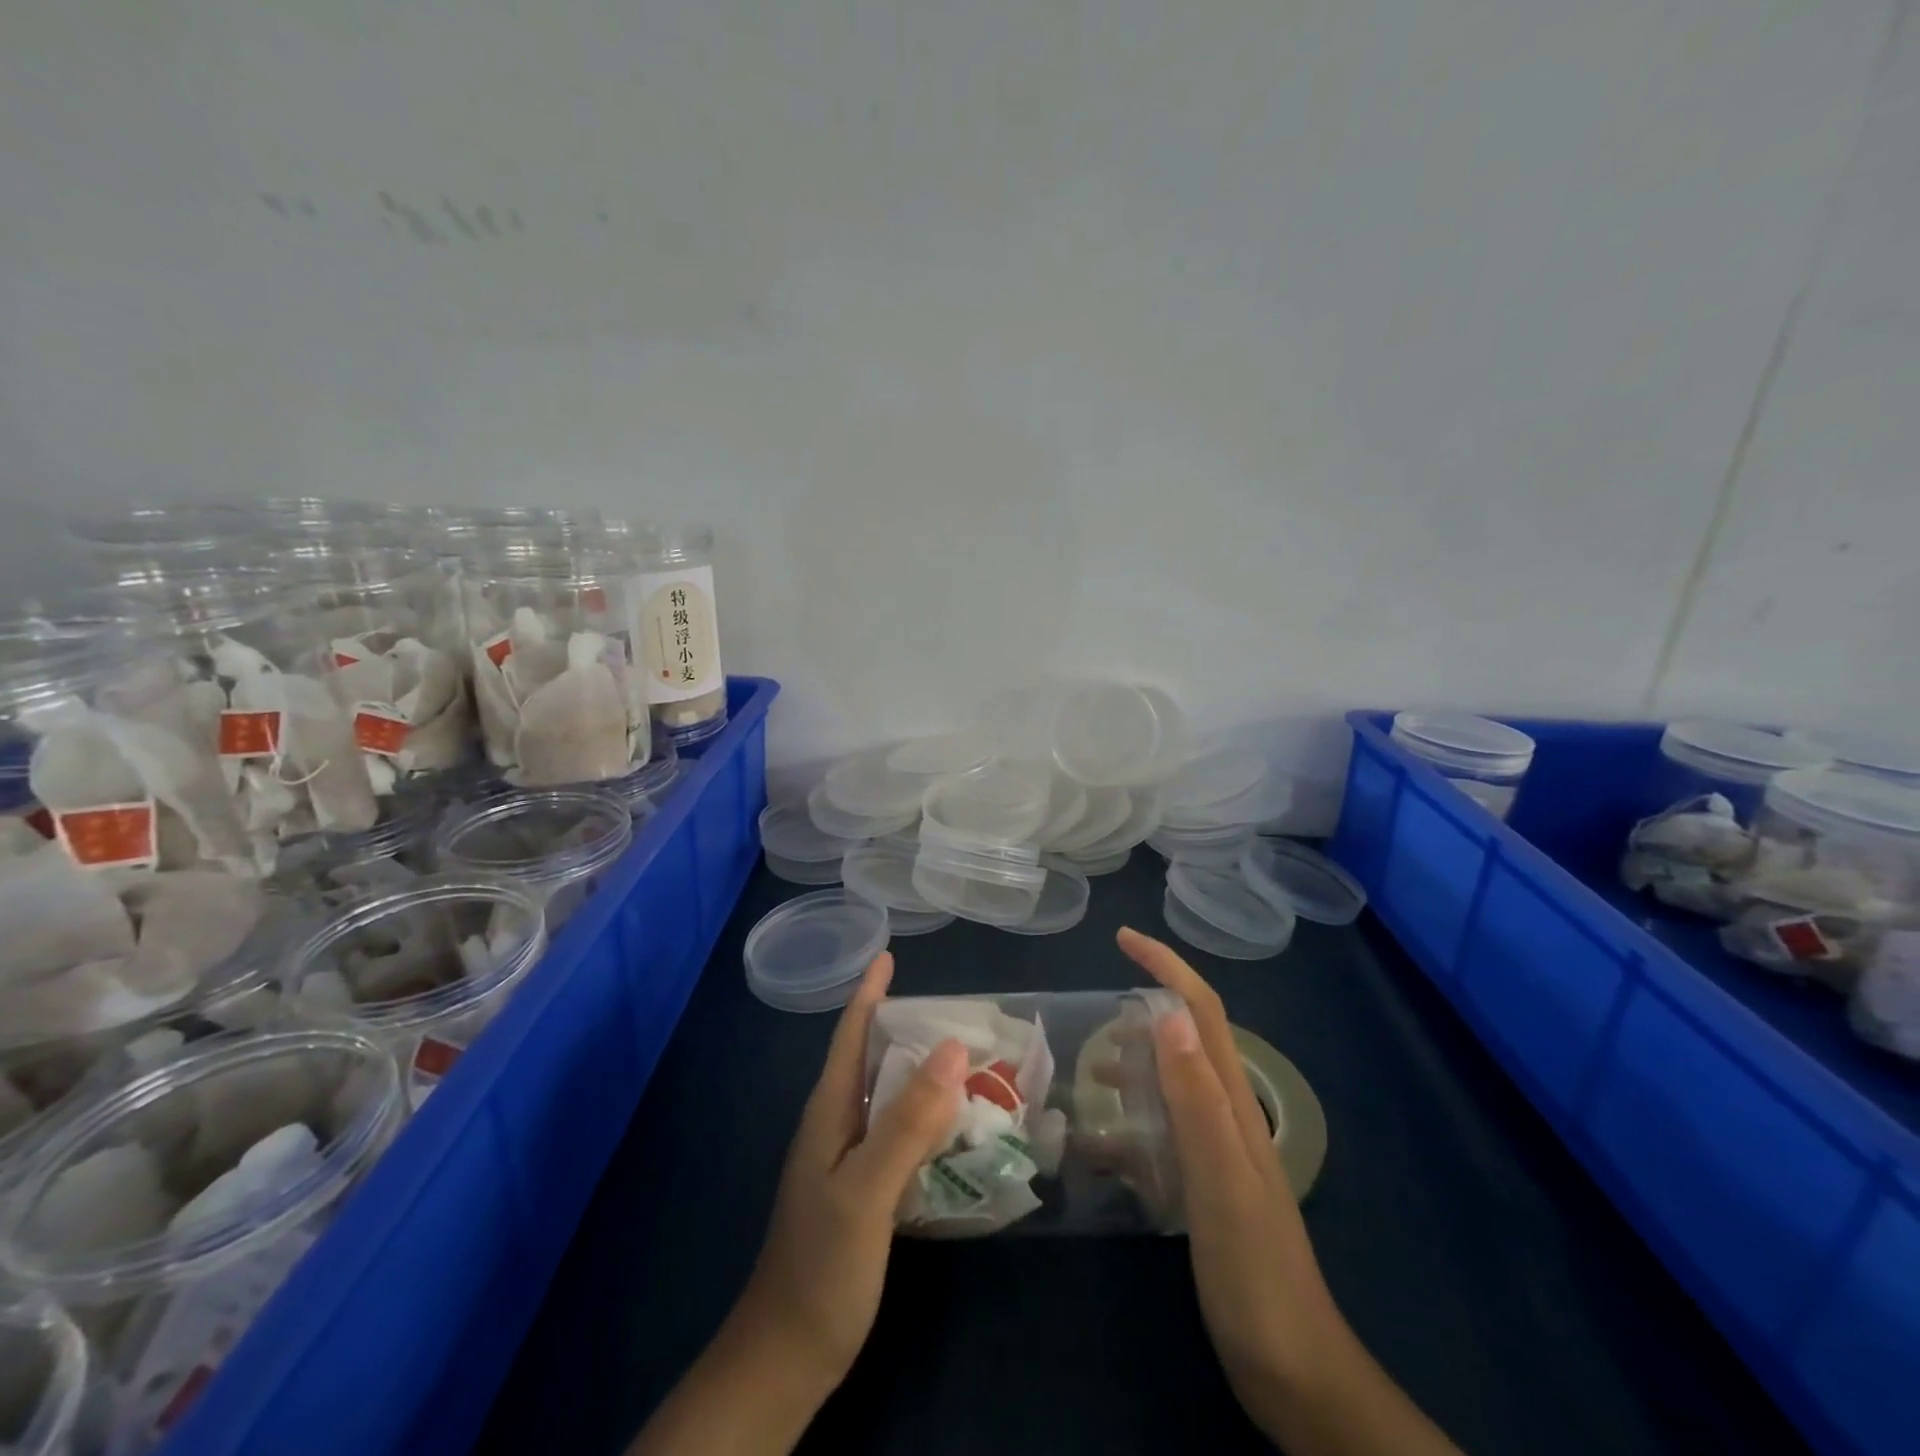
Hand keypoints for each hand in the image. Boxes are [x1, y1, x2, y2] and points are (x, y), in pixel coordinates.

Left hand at [738, 949, 966, 1386]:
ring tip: (970, 1061)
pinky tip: (957, 1127)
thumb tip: (953, 1047)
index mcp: (829, 1111)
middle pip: (872, 1059)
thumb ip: (907, 1121)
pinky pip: (899, 1135)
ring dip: (923, 1074)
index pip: (850, 1035)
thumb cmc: (822, 1266)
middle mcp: (836, 1126)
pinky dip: (927, 1118)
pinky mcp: (863, 1191)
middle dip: (909, 1028)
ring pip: (888, 1098)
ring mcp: (847, 1160)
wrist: (787, 1356)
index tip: (889, 956)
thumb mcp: (867, 1189)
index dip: (870, 994)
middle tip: (961, 1013)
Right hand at [1117, 927, 1459, 1455]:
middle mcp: (1226, 1116)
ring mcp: (1217, 1154)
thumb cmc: (1253, 1271)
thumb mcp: (1220, 1179)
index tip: (1123, 939)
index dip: (1166, 967)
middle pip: (1186, 1039)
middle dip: (1144, 1008)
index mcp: (1232, 1103)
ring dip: (1132, 1065)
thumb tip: (1168, 1012)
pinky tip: (1096, 1147)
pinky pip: (1160, 1136)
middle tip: (1091, 1015)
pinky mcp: (1204, 1188)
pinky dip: (1127, 1126)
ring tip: (1087, 1070)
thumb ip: (1195, 1096)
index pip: (1202, 1012)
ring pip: (1170, 1085)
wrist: (1293, 1371)